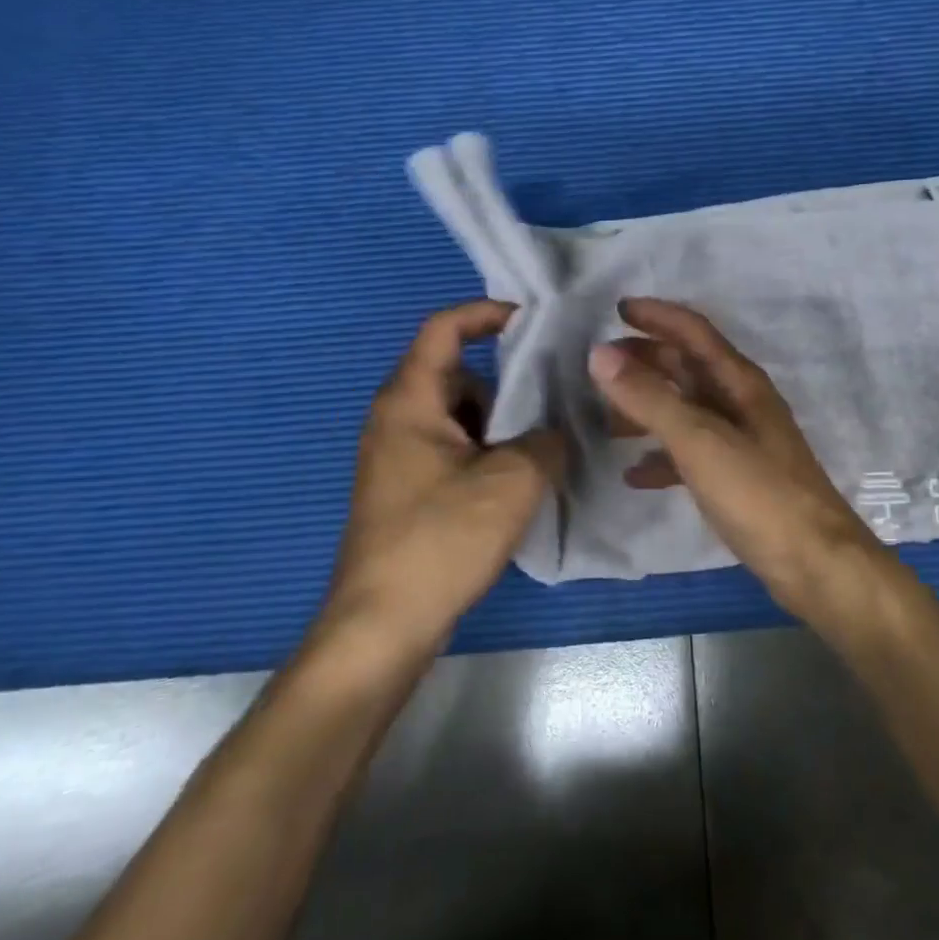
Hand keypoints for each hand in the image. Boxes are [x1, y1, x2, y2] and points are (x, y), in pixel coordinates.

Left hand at [318, 300, 563, 658]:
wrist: (383, 626)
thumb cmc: (442, 538)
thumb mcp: (514, 480)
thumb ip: (547, 439)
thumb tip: (555, 432)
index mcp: (410, 401)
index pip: (443, 328)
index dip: (485, 313)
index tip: (531, 322)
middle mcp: (395, 419)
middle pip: (457, 373)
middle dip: (505, 382)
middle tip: (551, 397)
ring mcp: (397, 456)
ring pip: (458, 415)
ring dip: (499, 423)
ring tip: (540, 446)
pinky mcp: (406, 489)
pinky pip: (452, 448)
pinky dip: (485, 451)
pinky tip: (515, 483)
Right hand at [587, 297, 878, 612]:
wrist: (816, 564)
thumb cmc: (759, 493)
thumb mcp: (699, 441)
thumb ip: (649, 398)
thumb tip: (600, 354)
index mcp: (739, 382)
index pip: (694, 331)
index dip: (657, 315)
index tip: (617, 308)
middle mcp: (741, 403)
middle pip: (688, 369)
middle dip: (645, 361)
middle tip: (600, 365)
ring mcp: (741, 441)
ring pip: (686, 411)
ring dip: (648, 409)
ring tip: (605, 420)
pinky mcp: (738, 479)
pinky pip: (691, 455)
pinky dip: (662, 457)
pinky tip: (634, 475)